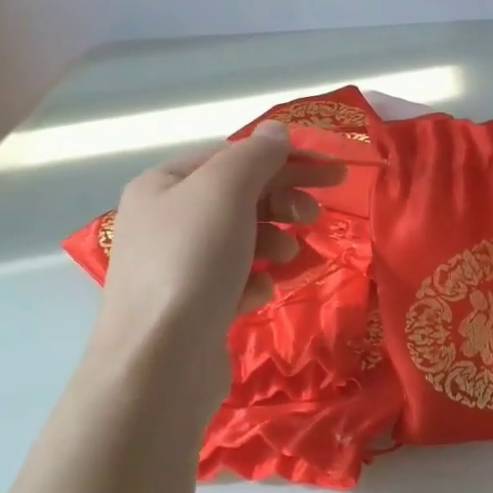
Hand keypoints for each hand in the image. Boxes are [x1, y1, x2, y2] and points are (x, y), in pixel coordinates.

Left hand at [94, 122, 345, 408]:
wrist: (160, 361)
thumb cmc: (192, 262)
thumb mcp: (225, 192)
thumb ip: (255, 156)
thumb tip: (277, 131)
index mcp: (164, 184)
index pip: (233, 156)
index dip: (285, 159)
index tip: (332, 172)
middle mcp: (165, 221)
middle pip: (238, 197)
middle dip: (282, 202)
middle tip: (316, 216)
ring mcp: (177, 267)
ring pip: (240, 239)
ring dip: (272, 240)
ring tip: (289, 255)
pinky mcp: (193, 306)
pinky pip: (234, 279)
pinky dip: (254, 280)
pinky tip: (259, 293)